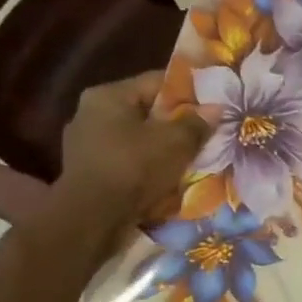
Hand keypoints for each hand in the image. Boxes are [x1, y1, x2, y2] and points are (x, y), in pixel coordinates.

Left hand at [53, 72, 207, 229]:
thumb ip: (197, 122)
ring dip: (161, 147)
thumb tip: (216, 109)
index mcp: (108, 95)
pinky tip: (166, 177)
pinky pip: (126, 161)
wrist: (92, 219)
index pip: (157, 82)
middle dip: (175, 123)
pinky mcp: (88, 172)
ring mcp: (85, 145)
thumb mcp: (176, 142)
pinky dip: (146, 166)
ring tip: (189, 157)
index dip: (189, 92)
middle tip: (205, 133)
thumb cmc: (134, 168)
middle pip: (146, 111)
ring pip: (137, 138)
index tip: (213, 104)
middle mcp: (90, 114)